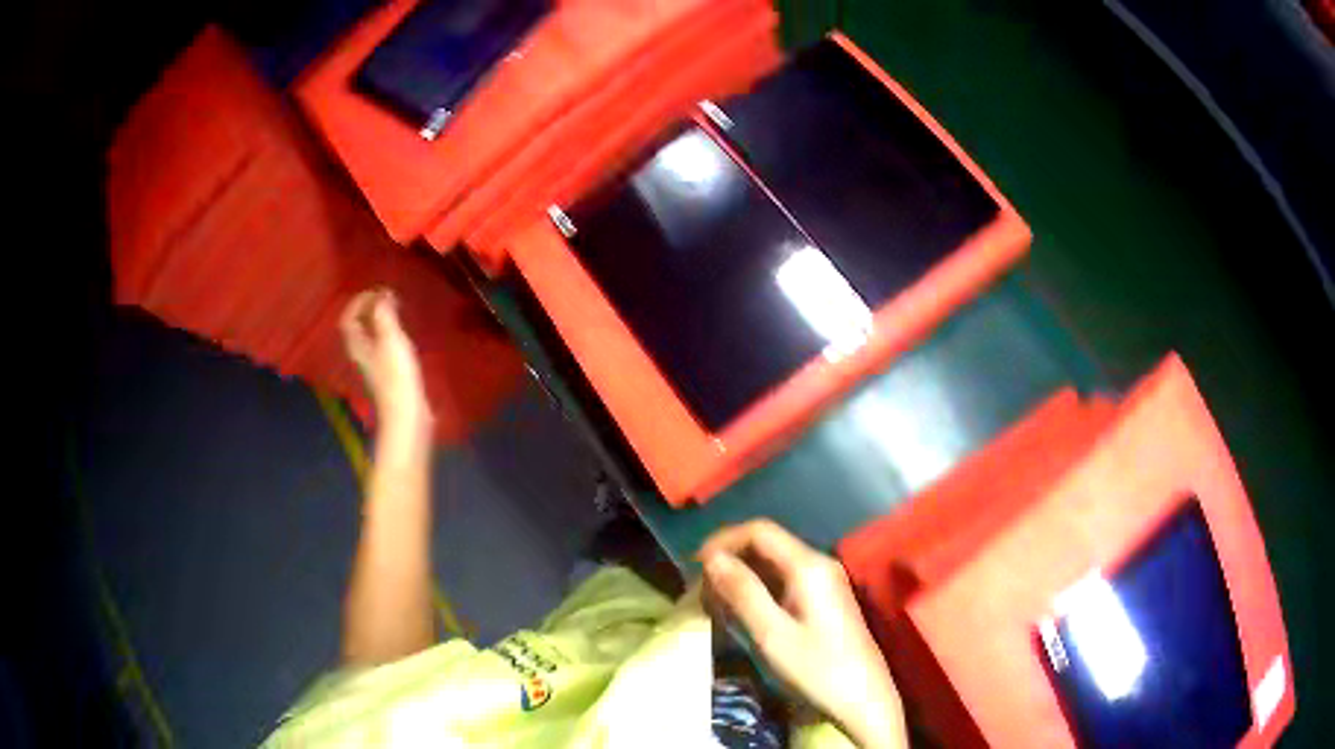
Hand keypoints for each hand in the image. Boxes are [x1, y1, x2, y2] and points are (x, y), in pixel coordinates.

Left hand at [340, 289, 432, 440]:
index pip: (348, 318)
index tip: (377, 291)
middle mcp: (361, 354)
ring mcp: (374, 366)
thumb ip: (384, 316)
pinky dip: (389, 334)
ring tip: (396, 311)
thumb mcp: (391, 339)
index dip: (358, 302)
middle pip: (357, 327)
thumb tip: (381, 295)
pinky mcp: (388, 374)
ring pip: (370, 337)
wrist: (407, 414)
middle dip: (369, 309)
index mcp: (357, 345)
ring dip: (379, 321)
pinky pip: (382, 346)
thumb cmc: (396, 375)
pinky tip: (403, 335)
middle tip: (387, 298)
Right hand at [700, 520, 906, 748]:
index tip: (694, 568)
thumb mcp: (771, 634)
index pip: (759, 531)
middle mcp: (818, 564)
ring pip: (773, 565)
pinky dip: (757, 591)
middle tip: (700, 592)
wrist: (862, 701)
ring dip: (740, 578)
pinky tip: (741, 615)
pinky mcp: (825, 600)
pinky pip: (783, 582)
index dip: (722, 541)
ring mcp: (825, 582)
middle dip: (729, 561)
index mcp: (808, 566)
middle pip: (766, 545)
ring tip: (714, 606)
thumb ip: (742, 592)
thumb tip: (712, 558)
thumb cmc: (816, 670)